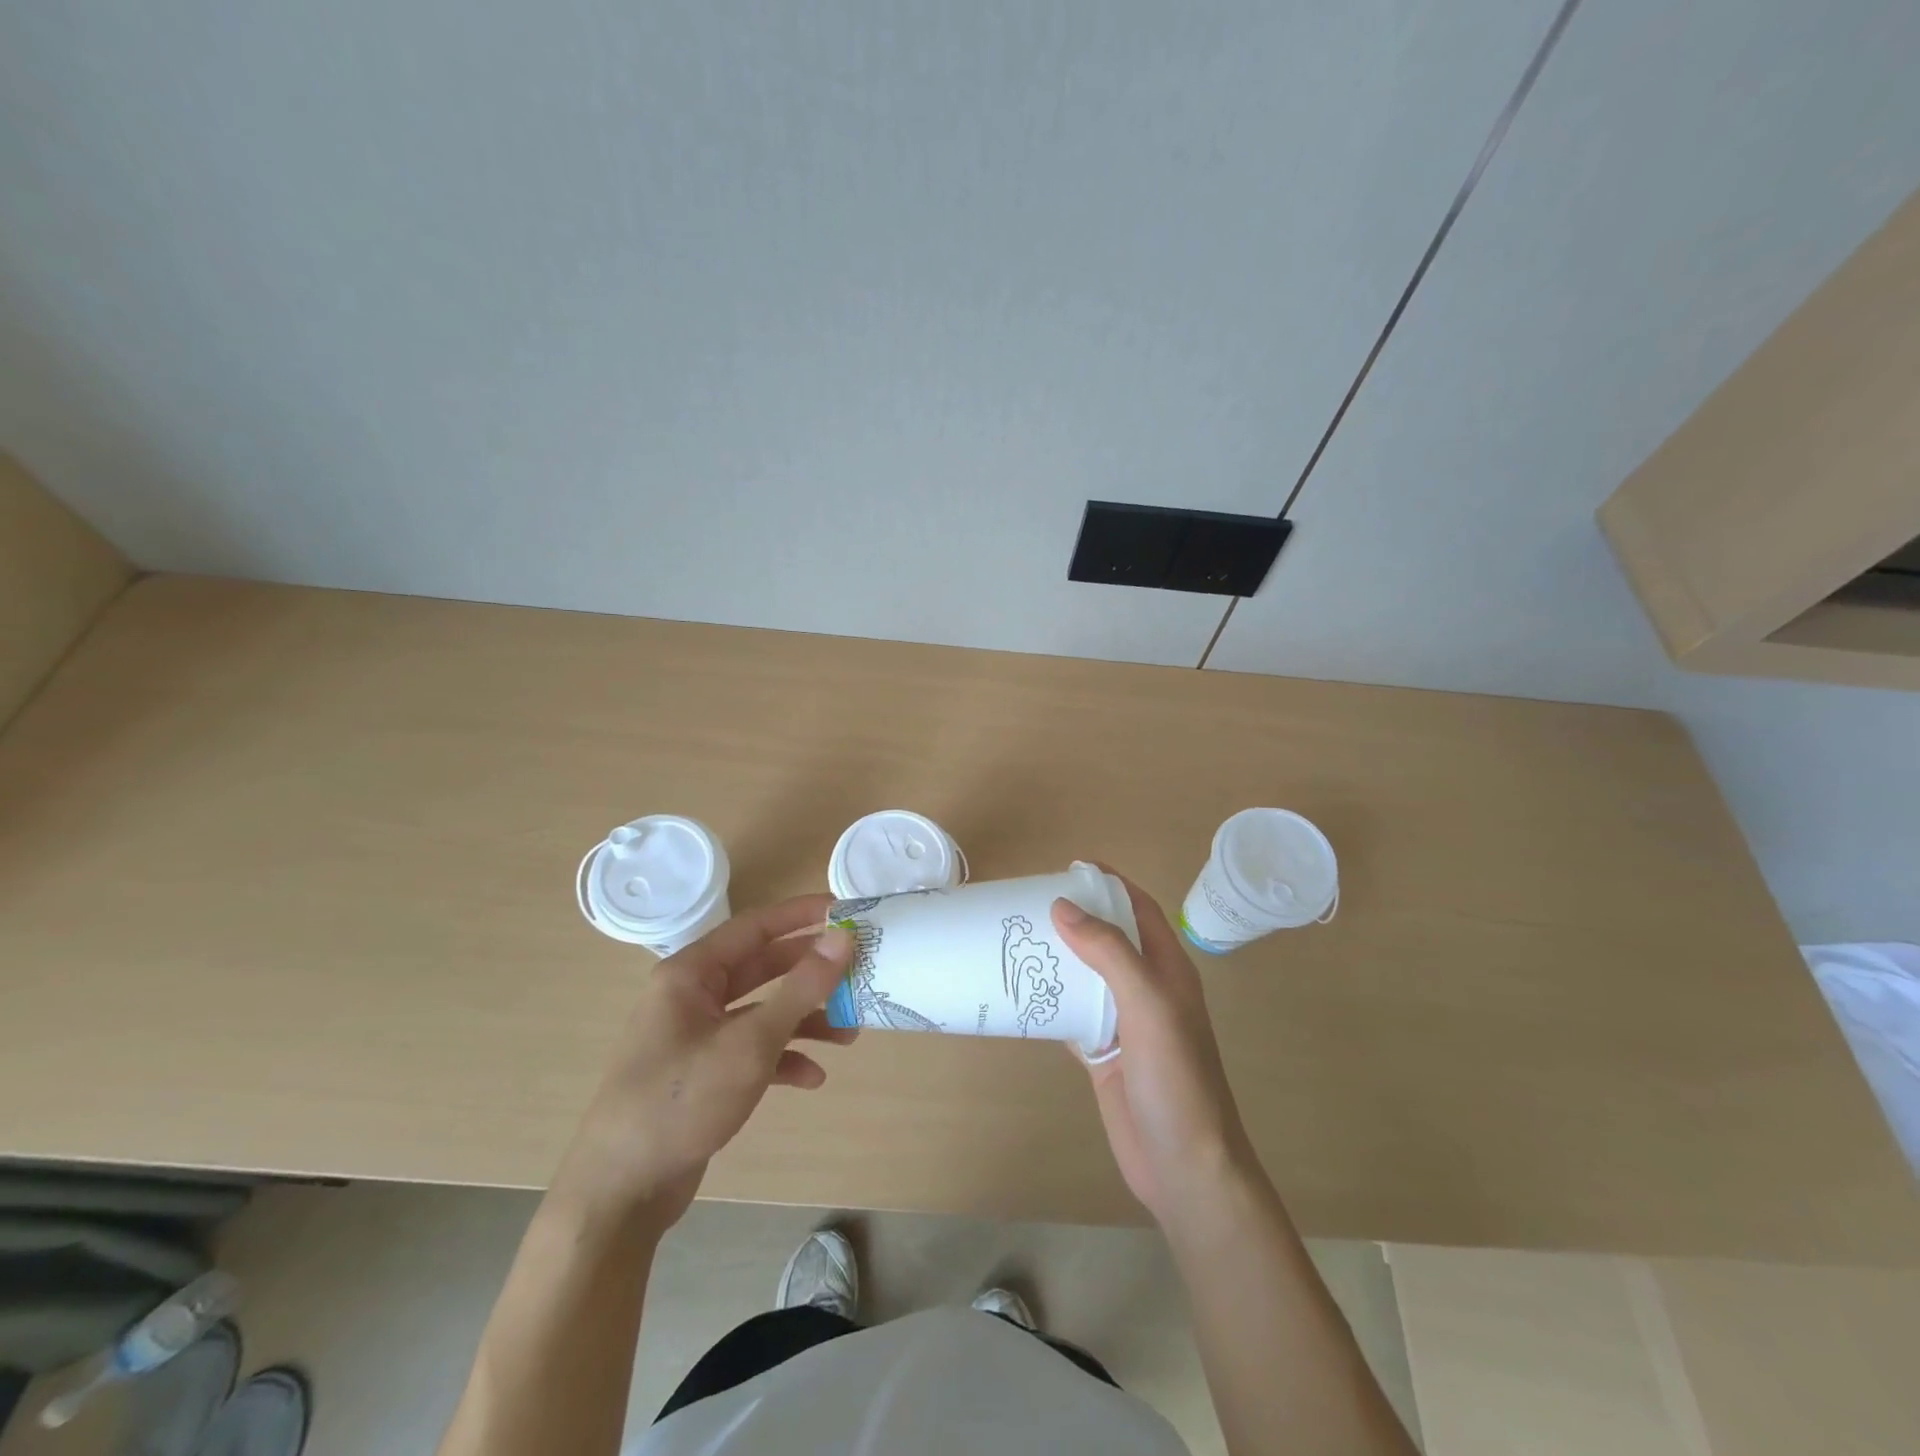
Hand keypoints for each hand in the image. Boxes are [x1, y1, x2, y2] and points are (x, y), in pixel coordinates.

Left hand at [552, 895, 855, 1231]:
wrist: (622, 1192)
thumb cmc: (683, 1099)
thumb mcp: (751, 1041)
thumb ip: (801, 987)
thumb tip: (843, 937)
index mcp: (691, 973)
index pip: (755, 926)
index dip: (801, 915)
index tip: (845, 909)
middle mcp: (692, 996)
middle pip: (762, 968)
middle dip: (811, 973)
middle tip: (857, 970)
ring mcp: (696, 1036)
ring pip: (761, 1011)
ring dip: (804, 1019)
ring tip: (849, 1034)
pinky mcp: (703, 1073)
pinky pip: (752, 1050)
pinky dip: (783, 1058)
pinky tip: (813, 1077)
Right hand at [1051, 879, 1258, 1228]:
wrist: (1184, 1166)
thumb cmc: (1176, 1078)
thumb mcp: (1148, 1005)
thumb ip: (1109, 953)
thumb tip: (1063, 906)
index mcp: (1168, 969)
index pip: (1140, 909)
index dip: (1110, 883)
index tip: (1069, 867)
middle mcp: (1146, 989)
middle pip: (1108, 939)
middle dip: (1075, 917)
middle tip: (1027, 903)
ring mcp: (1124, 1023)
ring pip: (1086, 976)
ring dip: (1057, 958)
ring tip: (1014, 940)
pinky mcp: (1103, 1053)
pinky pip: (1072, 1015)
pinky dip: (1048, 1001)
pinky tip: (1018, 993)